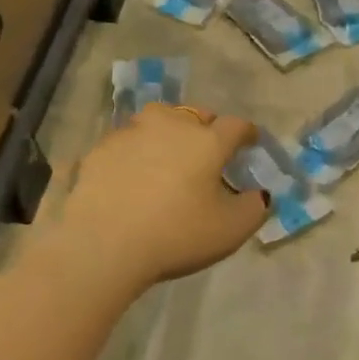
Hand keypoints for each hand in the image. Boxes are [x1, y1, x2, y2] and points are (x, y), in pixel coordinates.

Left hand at [57, 104, 265, 287]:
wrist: (102, 245)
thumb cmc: (176, 235)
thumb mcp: (231, 230)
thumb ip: (255, 207)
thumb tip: (259, 194)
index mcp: (207, 141)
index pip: (235, 126)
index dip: (247, 133)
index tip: (250, 142)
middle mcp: (170, 126)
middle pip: (194, 114)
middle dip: (206, 127)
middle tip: (207, 149)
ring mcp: (130, 133)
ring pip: (156, 120)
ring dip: (167, 132)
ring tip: (167, 153)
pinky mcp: (99, 150)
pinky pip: (125, 143)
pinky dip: (134, 152)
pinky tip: (132, 173)